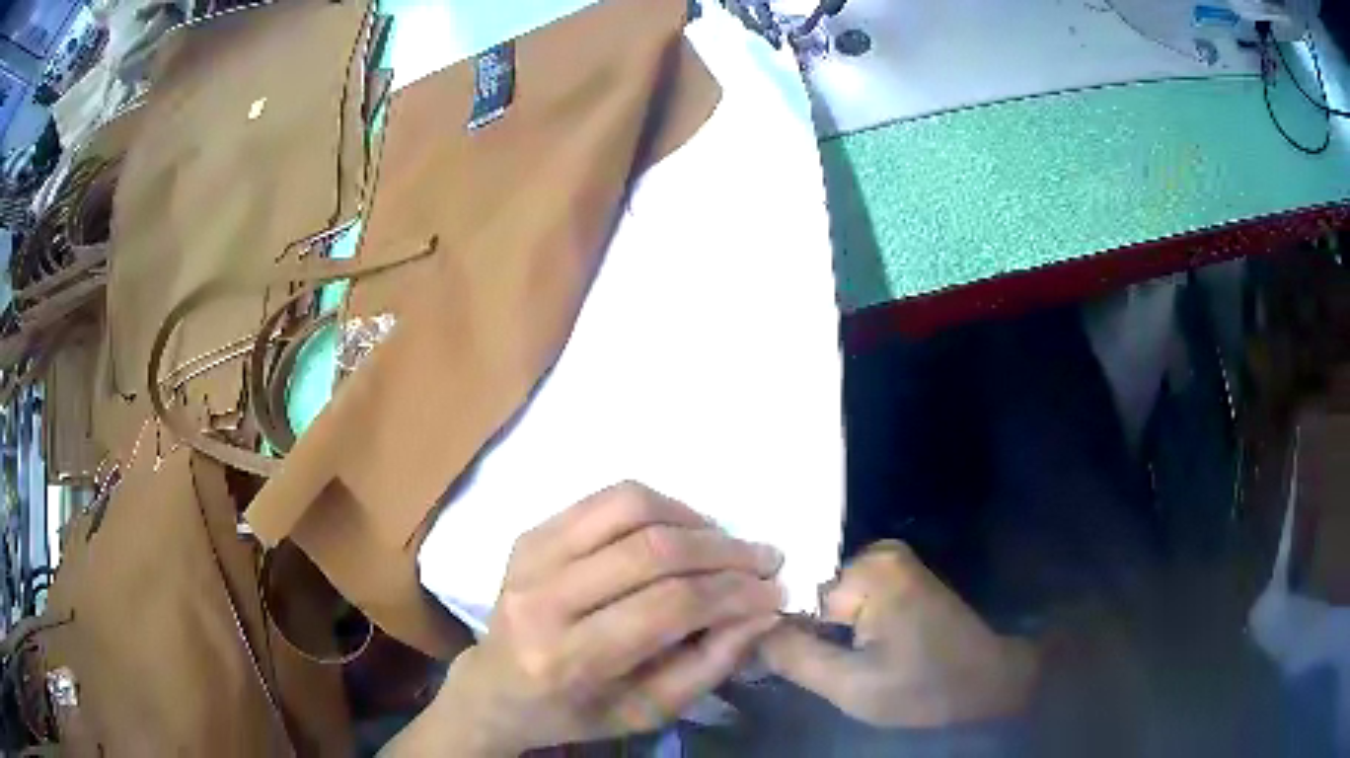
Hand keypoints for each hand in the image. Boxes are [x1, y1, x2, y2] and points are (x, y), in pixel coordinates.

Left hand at [390, 482, 784, 755]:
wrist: (496, 687)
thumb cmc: (575, 711)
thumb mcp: (648, 712)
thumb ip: (709, 664)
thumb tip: (761, 610)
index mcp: (568, 659)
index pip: (666, 607)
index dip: (732, 593)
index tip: (774, 590)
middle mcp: (543, 599)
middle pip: (651, 552)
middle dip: (723, 551)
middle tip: (764, 559)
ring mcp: (530, 557)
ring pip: (628, 508)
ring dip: (693, 519)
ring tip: (724, 543)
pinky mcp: (530, 533)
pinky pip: (605, 499)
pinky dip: (658, 505)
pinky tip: (683, 527)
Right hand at [760, 540, 1038, 728]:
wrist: (986, 682)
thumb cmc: (924, 687)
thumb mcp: (851, 686)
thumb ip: (792, 657)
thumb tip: (744, 632)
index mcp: (870, 570)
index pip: (791, 594)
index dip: (781, 632)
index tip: (778, 664)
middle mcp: (879, 552)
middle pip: (808, 593)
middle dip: (805, 632)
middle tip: (817, 668)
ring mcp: (891, 562)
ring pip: (826, 600)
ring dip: (823, 632)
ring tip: (835, 663)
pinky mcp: (899, 577)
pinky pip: (849, 599)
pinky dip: (842, 626)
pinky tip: (850, 651)